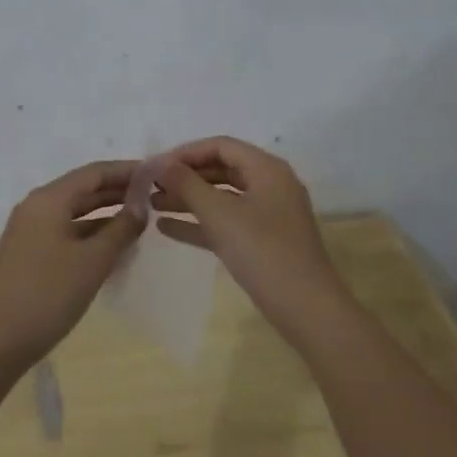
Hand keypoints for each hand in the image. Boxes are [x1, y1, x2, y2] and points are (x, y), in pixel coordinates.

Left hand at [0, 160, 145, 369]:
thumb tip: (141, 204)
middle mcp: (36, 207)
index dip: (125, 171)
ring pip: (73, 212)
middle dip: (117, 191)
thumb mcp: (93, 261)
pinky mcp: (28, 253)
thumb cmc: (48, 294)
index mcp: (49, 199)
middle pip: (82, 189)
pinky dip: (90, 233)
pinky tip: (111, 246)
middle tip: (153, 195)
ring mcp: (29, 231)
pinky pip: (65, 231)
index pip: (93, 172)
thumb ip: (121, 229)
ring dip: (104, 213)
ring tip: (138, 219)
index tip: (155, 173)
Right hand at [150, 136, 346, 326]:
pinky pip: (225, 223)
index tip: (154, 167)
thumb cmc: (263, 252)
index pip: (220, 146)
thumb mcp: (220, 214)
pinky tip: (166, 228)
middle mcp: (270, 185)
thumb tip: (159, 163)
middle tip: (149, 186)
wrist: (307, 310)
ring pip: (221, 197)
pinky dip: (199, 223)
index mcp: (267, 169)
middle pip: (221, 169)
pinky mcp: (262, 242)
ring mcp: (267, 215)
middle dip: (184, 176)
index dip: (185, 153)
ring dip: (188, 199)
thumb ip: (187, 184)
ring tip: (151, 205)